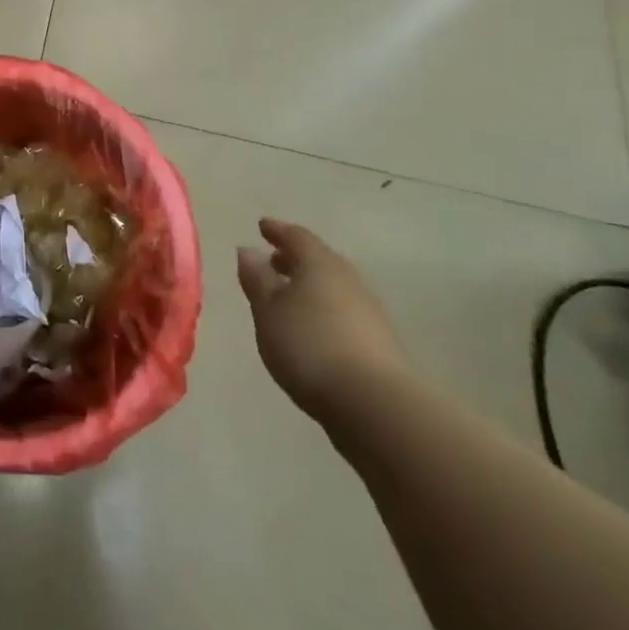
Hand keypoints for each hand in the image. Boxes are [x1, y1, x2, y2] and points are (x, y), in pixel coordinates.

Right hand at [236, 218, 408, 423]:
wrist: (373, 403)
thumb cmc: (308, 346)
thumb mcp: (268, 311)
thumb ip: (257, 279)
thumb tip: (248, 250)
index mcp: (319, 264)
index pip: (296, 236)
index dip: (277, 230)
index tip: (262, 227)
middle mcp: (348, 279)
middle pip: (320, 259)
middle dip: (295, 258)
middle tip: (273, 262)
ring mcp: (369, 310)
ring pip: (335, 286)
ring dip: (312, 286)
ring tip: (289, 298)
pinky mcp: (380, 341)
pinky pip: (345, 312)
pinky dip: (326, 310)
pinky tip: (314, 328)